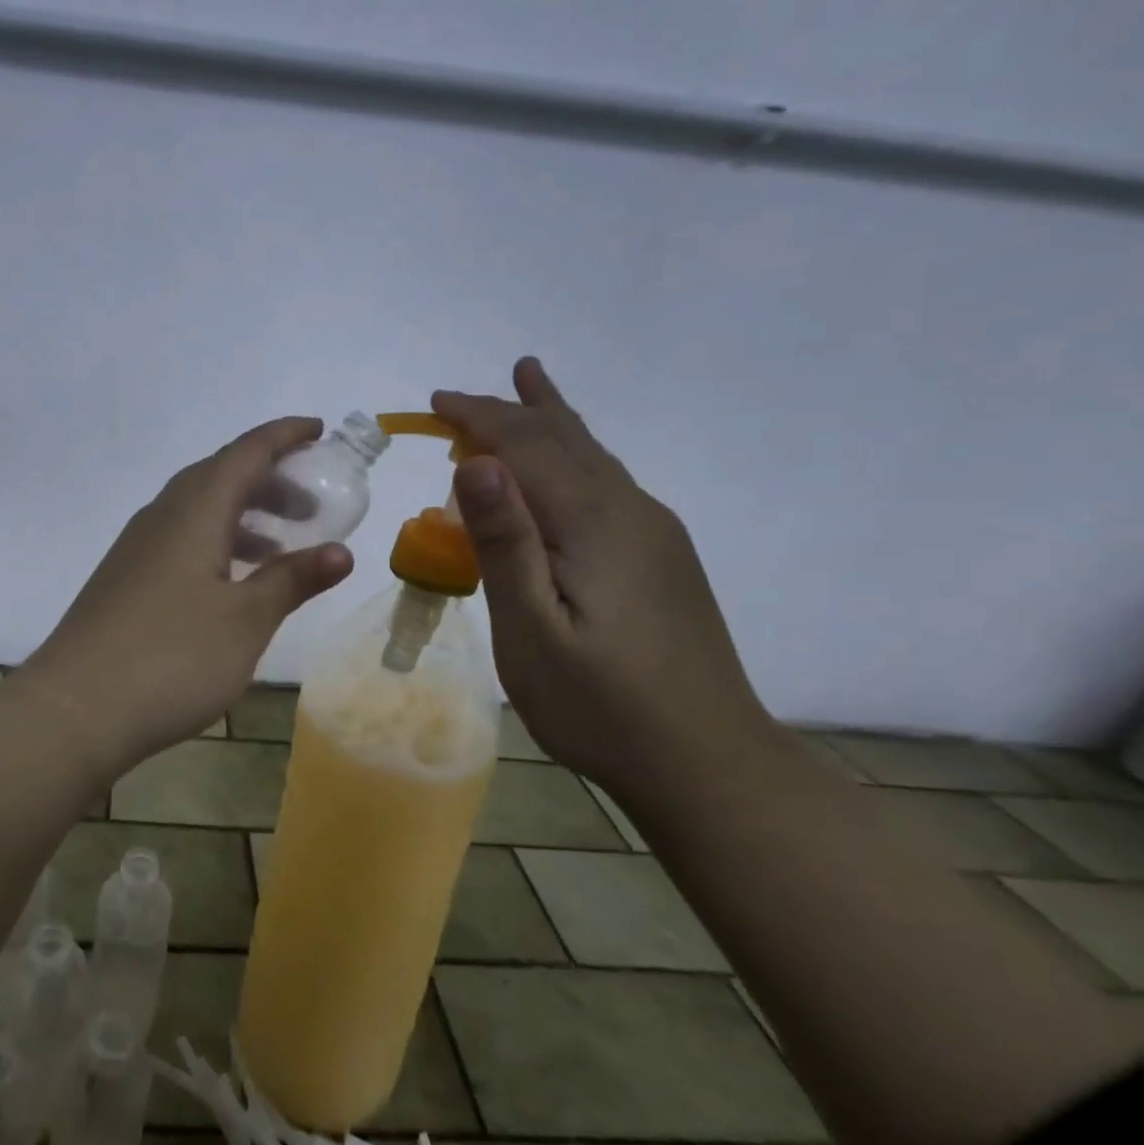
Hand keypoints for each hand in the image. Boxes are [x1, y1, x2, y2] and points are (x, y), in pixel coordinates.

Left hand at [18, 418, 353, 774]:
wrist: (74, 709)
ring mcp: (136, 548)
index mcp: (193, 512)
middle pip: (219, 476)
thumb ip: (292, 580)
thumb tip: (341, 551)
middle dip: (269, 480)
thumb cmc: (171, 658)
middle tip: (311, 506)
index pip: (245, 453)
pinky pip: (180, 539)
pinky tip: (230, 583)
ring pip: (197, 510)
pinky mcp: (125, 579)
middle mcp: (161, 517)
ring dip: (243, 516)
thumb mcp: (245, 620)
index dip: (284, 436)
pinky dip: (216, 543)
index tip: (319, 430)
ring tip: (280, 548)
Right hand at [434, 360, 771, 789]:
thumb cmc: (601, 704)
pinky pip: (605, 483)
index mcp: (595, 522)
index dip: (480, 417)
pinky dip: (570, 456)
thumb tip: (478, 462)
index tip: (435, 403)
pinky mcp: (661, 557)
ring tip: (528, 380)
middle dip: (509, 411)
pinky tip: (567, 465)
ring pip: (592, 456)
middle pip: (565, 439)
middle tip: (459, 399)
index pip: (528, 445)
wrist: (708, 764)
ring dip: (548, 421)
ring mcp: (653, 533)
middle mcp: (630, 511)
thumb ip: (505, 543)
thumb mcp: (532, 630)